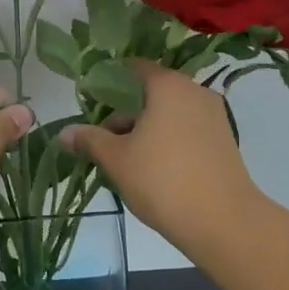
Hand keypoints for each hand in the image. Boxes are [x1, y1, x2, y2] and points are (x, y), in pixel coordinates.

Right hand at [60, 60, 261, 255]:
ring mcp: (214, 116)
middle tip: (102, 141)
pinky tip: (152, 170)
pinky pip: (186, 130)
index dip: (109, 81)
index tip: (89, 101)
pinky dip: (167, 141)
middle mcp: (195, 92)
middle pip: (151, 93)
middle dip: (124, 114)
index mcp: (168, 85)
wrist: (222, 221)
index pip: (134, 68)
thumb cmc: (162, 180)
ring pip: (169, 114)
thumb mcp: (116, 159)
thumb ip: (89, 140)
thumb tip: (64, 133)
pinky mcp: (224, 141)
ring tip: (124, 161)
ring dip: (145, 130)